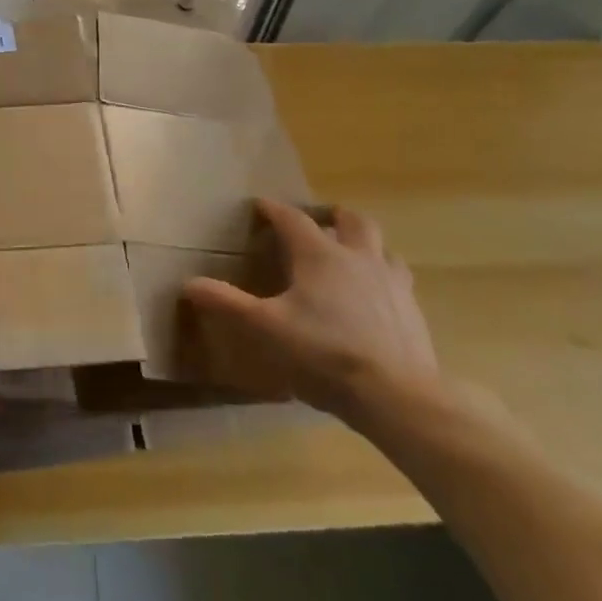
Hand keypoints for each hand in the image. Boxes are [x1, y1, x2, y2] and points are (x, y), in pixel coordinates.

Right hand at [183, 201, 440, 426]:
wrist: (395, 394)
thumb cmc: (323, 353)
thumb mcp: (264, 328)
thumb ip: (227, 303)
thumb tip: (189, 283)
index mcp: (320, 255)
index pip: (293, 219)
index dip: (274, 210)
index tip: (260, 206)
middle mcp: (359, 258)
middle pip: (351, 220)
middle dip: (332, 216)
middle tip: (317, 223)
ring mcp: (392, 283)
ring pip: (382, 247)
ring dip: (364, 244)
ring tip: (351, 257)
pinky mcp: (412, 311)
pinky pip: (398, 281)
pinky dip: (383, 278)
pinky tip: (375, 299)